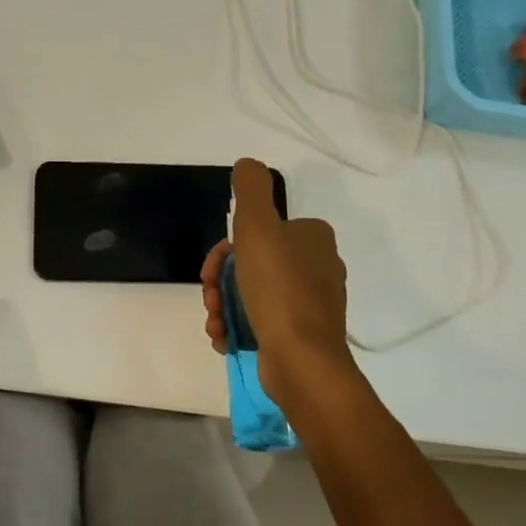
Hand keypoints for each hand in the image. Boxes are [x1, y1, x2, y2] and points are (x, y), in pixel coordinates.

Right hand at [201, 158, 361, 404]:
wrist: (301, 361)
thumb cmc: (278, 289)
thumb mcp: (258, 226)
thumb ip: (251, 189)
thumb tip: (248, 164)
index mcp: (312, 238)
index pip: (259, 231)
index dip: (226, 249)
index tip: (213, 268)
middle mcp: (315, 267)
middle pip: (250, 264)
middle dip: (220, 281)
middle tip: (209, 297)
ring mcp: (309, 304)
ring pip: (250, 295)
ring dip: (222, 306)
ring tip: (214, 322)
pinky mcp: (299, 335)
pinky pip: (259, 322)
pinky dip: (236, 328)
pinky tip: (224, 338)